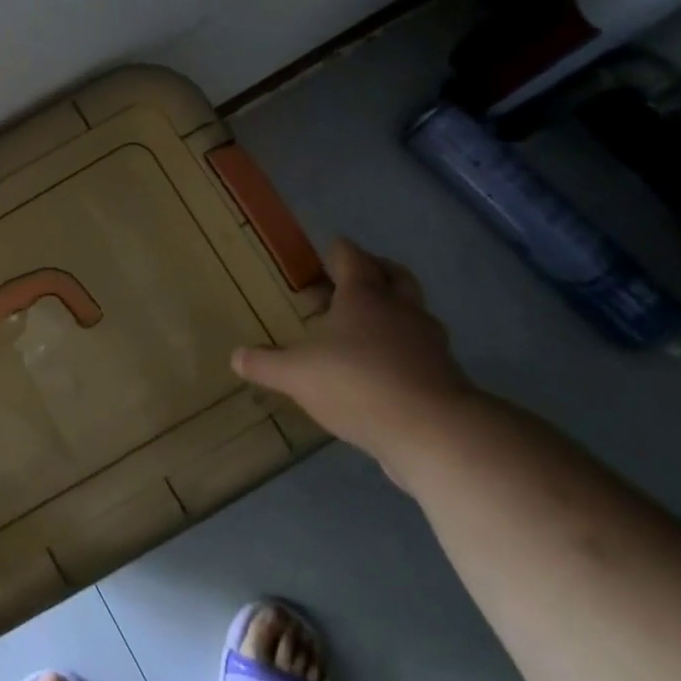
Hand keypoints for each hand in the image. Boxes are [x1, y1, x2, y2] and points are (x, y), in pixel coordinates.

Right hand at [232, 238, 478, 471]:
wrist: (432, 430)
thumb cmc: (357, 383)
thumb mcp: (297, 375)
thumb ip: (266, 364)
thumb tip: (236, 356)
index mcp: (364, 296)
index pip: (352, 257)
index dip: (339, 251)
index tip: (329, 250)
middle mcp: (400, 309)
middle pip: (394, 274)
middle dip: (376, 270)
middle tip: (354, 279)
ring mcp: (429, 340)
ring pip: (413, 311)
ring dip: (394, 310)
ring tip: (368, 326)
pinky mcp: (445, 374)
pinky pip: (422, 348)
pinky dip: (405, 348)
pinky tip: (386, 367)